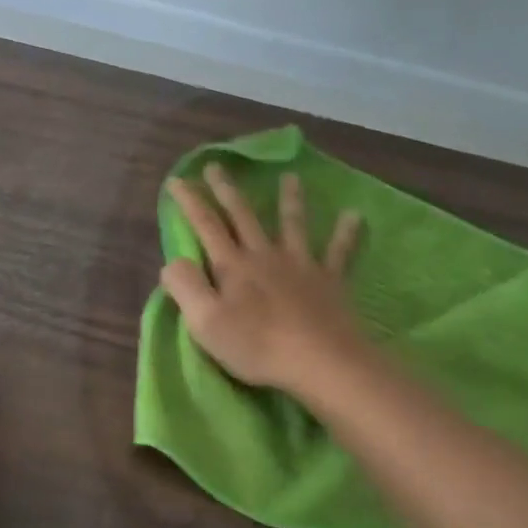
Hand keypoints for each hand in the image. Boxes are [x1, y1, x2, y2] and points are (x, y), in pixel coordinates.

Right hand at [161, 165, 366, 394]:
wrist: (319, 360)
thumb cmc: (256, 345)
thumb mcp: (205, 323)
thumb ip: (185, 287)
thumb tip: (172, 262)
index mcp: (233, 266)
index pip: (206, 226)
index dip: (190, 202)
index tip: (177, 179)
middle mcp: (265, 256)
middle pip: (244, 216)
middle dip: (227, 190)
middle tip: (217, 166)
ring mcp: (300, 265)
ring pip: (293, 225)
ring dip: (290, 199)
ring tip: (290, 176)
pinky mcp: (329, 281)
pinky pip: (339, 252)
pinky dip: (346, 233)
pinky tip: (354, 215)